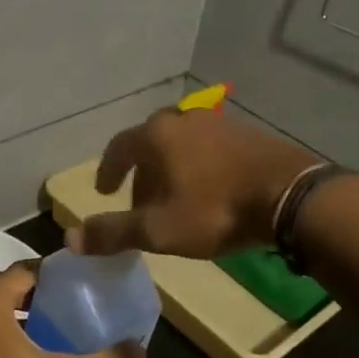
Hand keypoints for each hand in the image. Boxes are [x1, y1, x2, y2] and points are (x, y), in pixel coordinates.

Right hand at [68, 107, 316, 259]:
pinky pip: (209, 147)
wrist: (289, 196)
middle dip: (141, 172)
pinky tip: (210, 190)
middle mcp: (184, 119)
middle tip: (140, 201)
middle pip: (151, 142)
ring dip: (171, 168)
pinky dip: (198, 165)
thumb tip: (69, 238)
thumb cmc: (215, 210)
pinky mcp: (247, 134)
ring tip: (175, 199)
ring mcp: (218, 123)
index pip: (119, 147)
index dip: (108, 169)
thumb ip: (113, 232)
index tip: (103, 190)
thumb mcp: (159, 229)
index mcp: (157, 136)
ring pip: (182, 143)